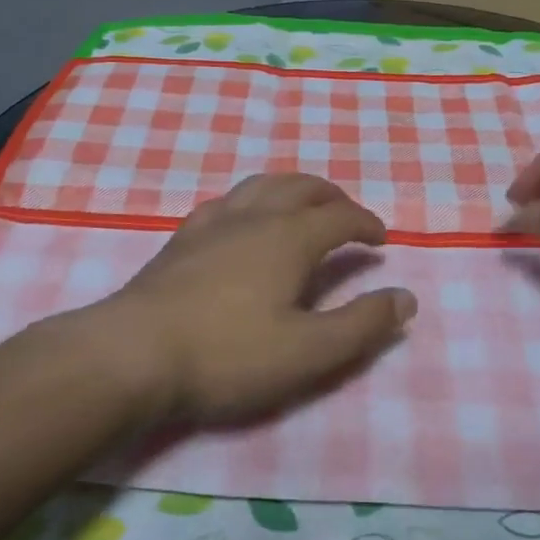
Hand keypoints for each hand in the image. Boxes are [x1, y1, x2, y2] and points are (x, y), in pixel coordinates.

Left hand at [93, 173, 415, 426]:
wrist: (133, 354)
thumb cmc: (228, 354)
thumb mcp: (308, 352)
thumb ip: (362, 325)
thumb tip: (406, 298)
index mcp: (290, 237)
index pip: (341, 217)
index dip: (367, 224)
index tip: (381, 240)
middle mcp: (255, 217)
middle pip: (302, 187)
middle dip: (332, 197)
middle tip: (348, 216)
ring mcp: (213, 223)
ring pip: (262, 185)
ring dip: (292, 189)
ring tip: (302, 206)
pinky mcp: (182, 238)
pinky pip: (226, 201)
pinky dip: (251, 200)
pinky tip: (242, 219)